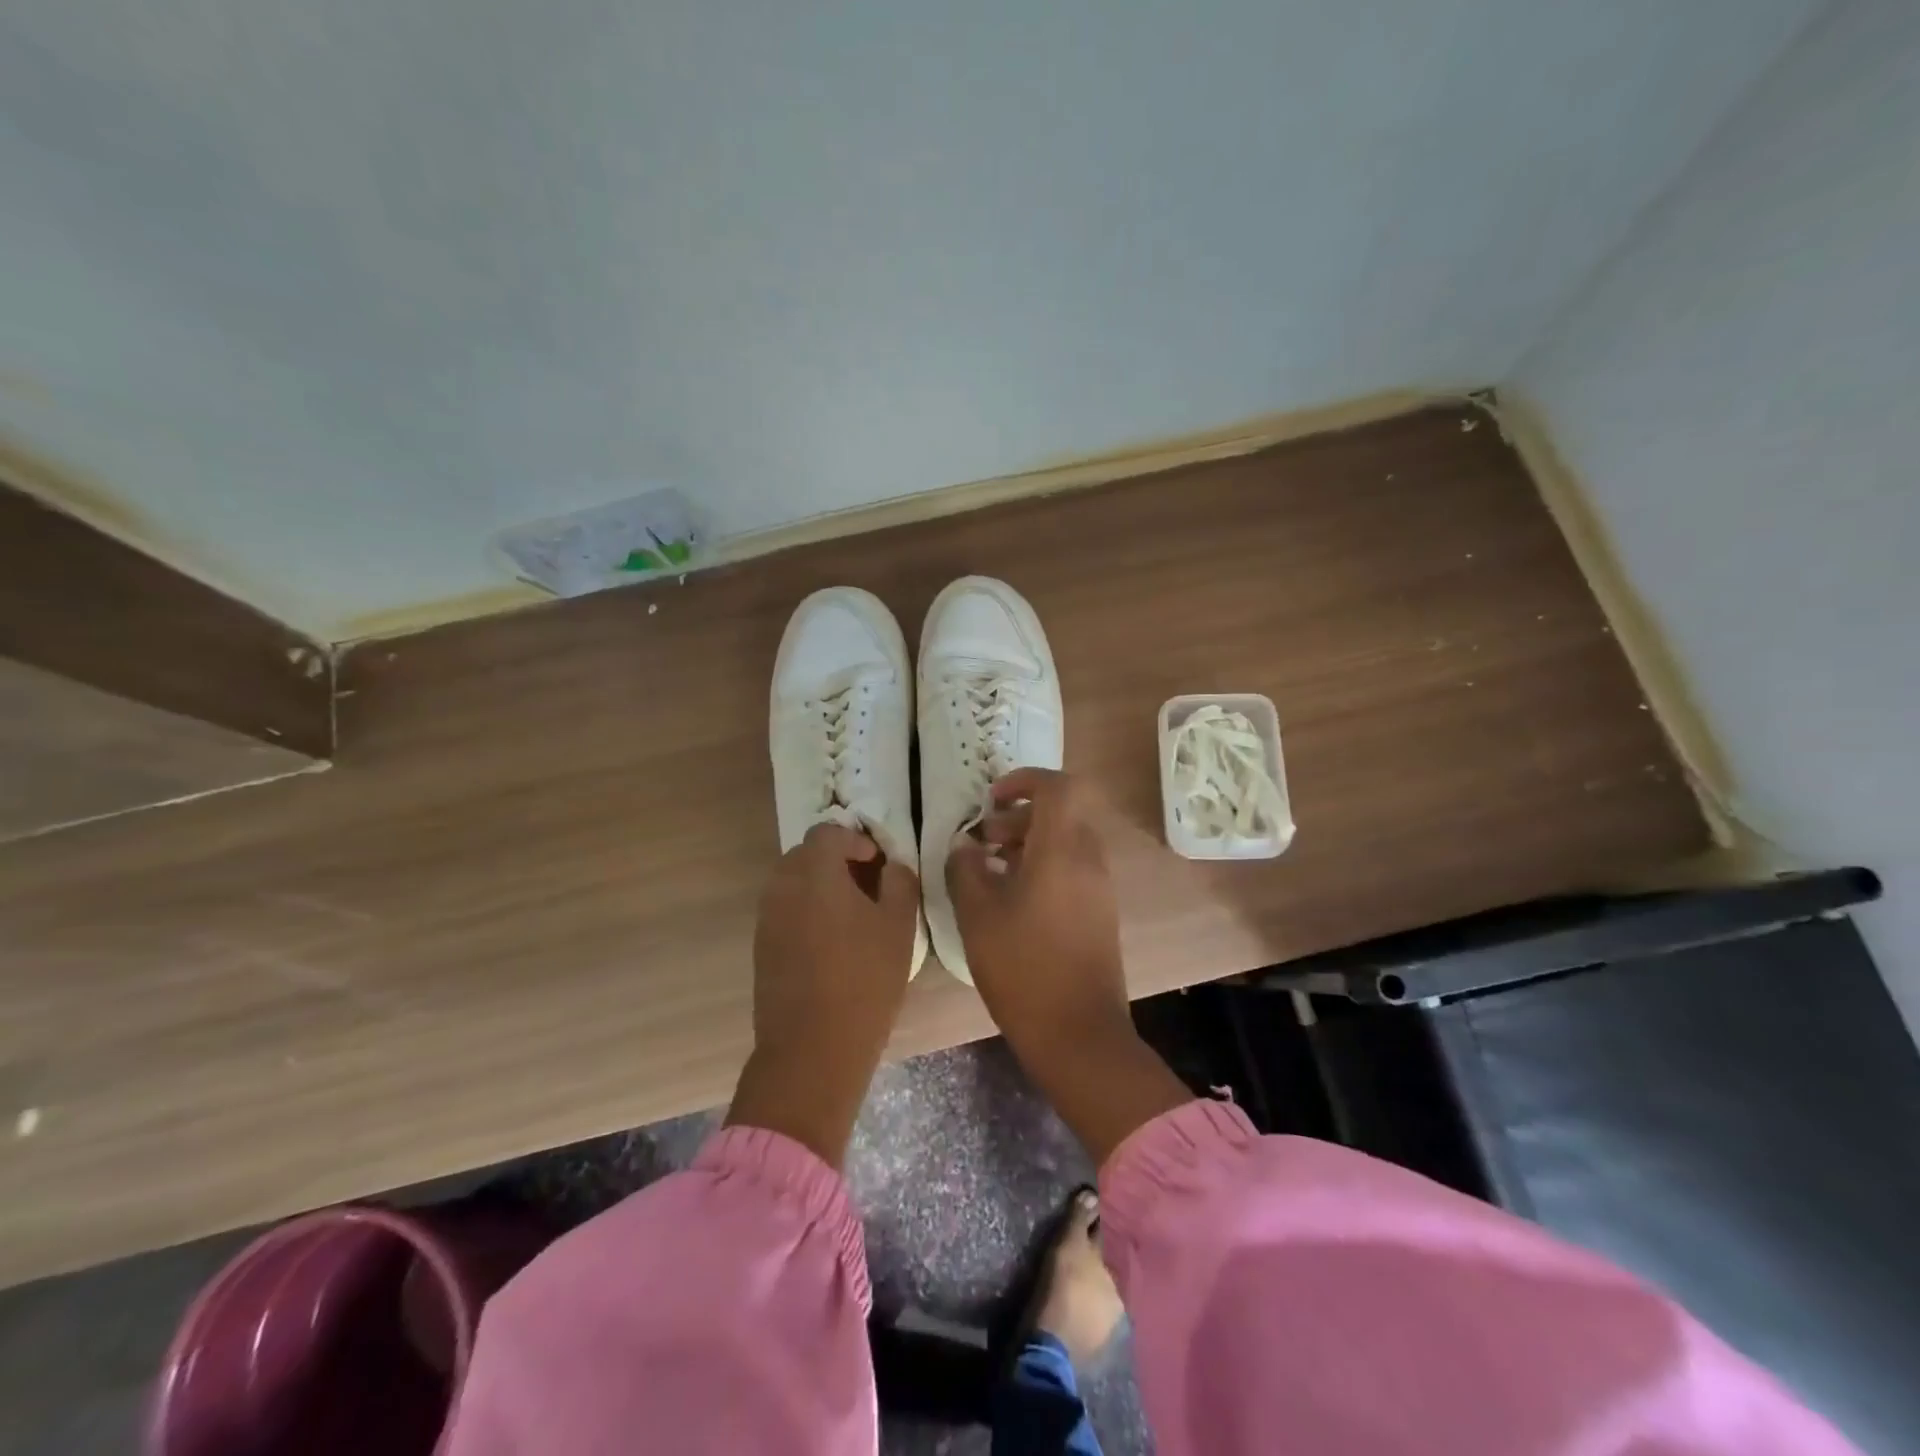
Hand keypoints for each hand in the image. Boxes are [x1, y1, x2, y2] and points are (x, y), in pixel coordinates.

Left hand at [727, 823, 918, 1165]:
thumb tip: (892, 865)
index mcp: (815, 873)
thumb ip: (900, 882)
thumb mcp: (899, 926)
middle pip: (806, 854)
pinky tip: (830, 942)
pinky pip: (784, 910)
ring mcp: (767, 917)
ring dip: (819, 886)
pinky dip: (805, 910)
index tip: (878, 863)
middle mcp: (783, 886)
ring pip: (792, 882)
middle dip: (836, 860)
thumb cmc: (865, 980)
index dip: (856, 840)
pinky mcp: (761, 946)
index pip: (829, 832)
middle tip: (867, 885)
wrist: (813, 1047)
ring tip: (851, 915)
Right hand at [946, 770, 1190, 1162]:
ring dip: (1028, 842)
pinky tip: (1013, 898)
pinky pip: (1073, 868)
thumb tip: (965, 844)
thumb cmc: (1023, 968)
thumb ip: (966, 869)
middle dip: (1018, 816)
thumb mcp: (978, 916)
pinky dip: (1043, 865)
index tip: (991, 800)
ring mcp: (1100, 887)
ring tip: (991, 868)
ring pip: (1066, 841)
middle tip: (982, 838)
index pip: (1057, 787)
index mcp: (1062, 850)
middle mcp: (1089, 859)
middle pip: (1060, 813)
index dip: (1023, 780)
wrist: (1079, 1033)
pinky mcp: (1101, 911)